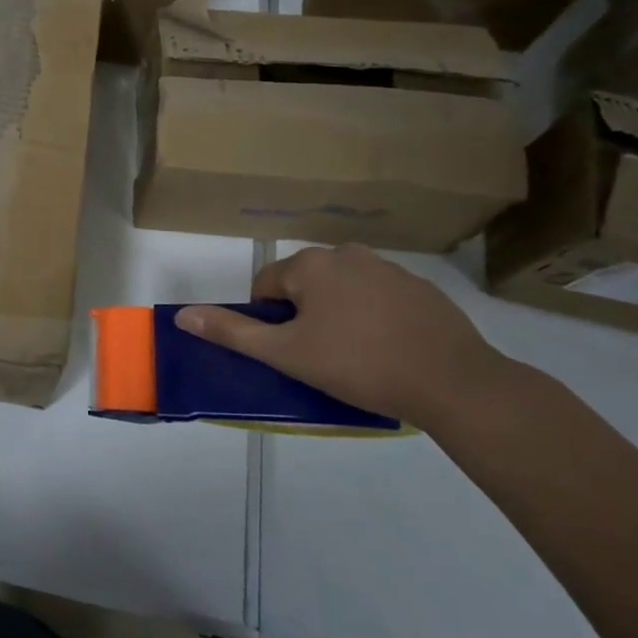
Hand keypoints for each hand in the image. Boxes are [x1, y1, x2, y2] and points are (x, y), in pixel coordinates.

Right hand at [174, 245, 504, 424]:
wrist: (454, 382)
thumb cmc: (359, 365)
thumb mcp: (287, 354)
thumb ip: (233, 332)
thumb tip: (182, 316)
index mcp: (310, 265)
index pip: (266, 285)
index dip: (269, 321)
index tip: (290, 351)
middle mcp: (346, 254)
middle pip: (304, 284)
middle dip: (304, 315)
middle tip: (321, 356)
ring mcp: (388, 268)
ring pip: (342, 289)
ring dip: (338, 314)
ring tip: (357, 356)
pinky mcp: (421, 288)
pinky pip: (379, 297)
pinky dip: (374, 316)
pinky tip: (389, 349)